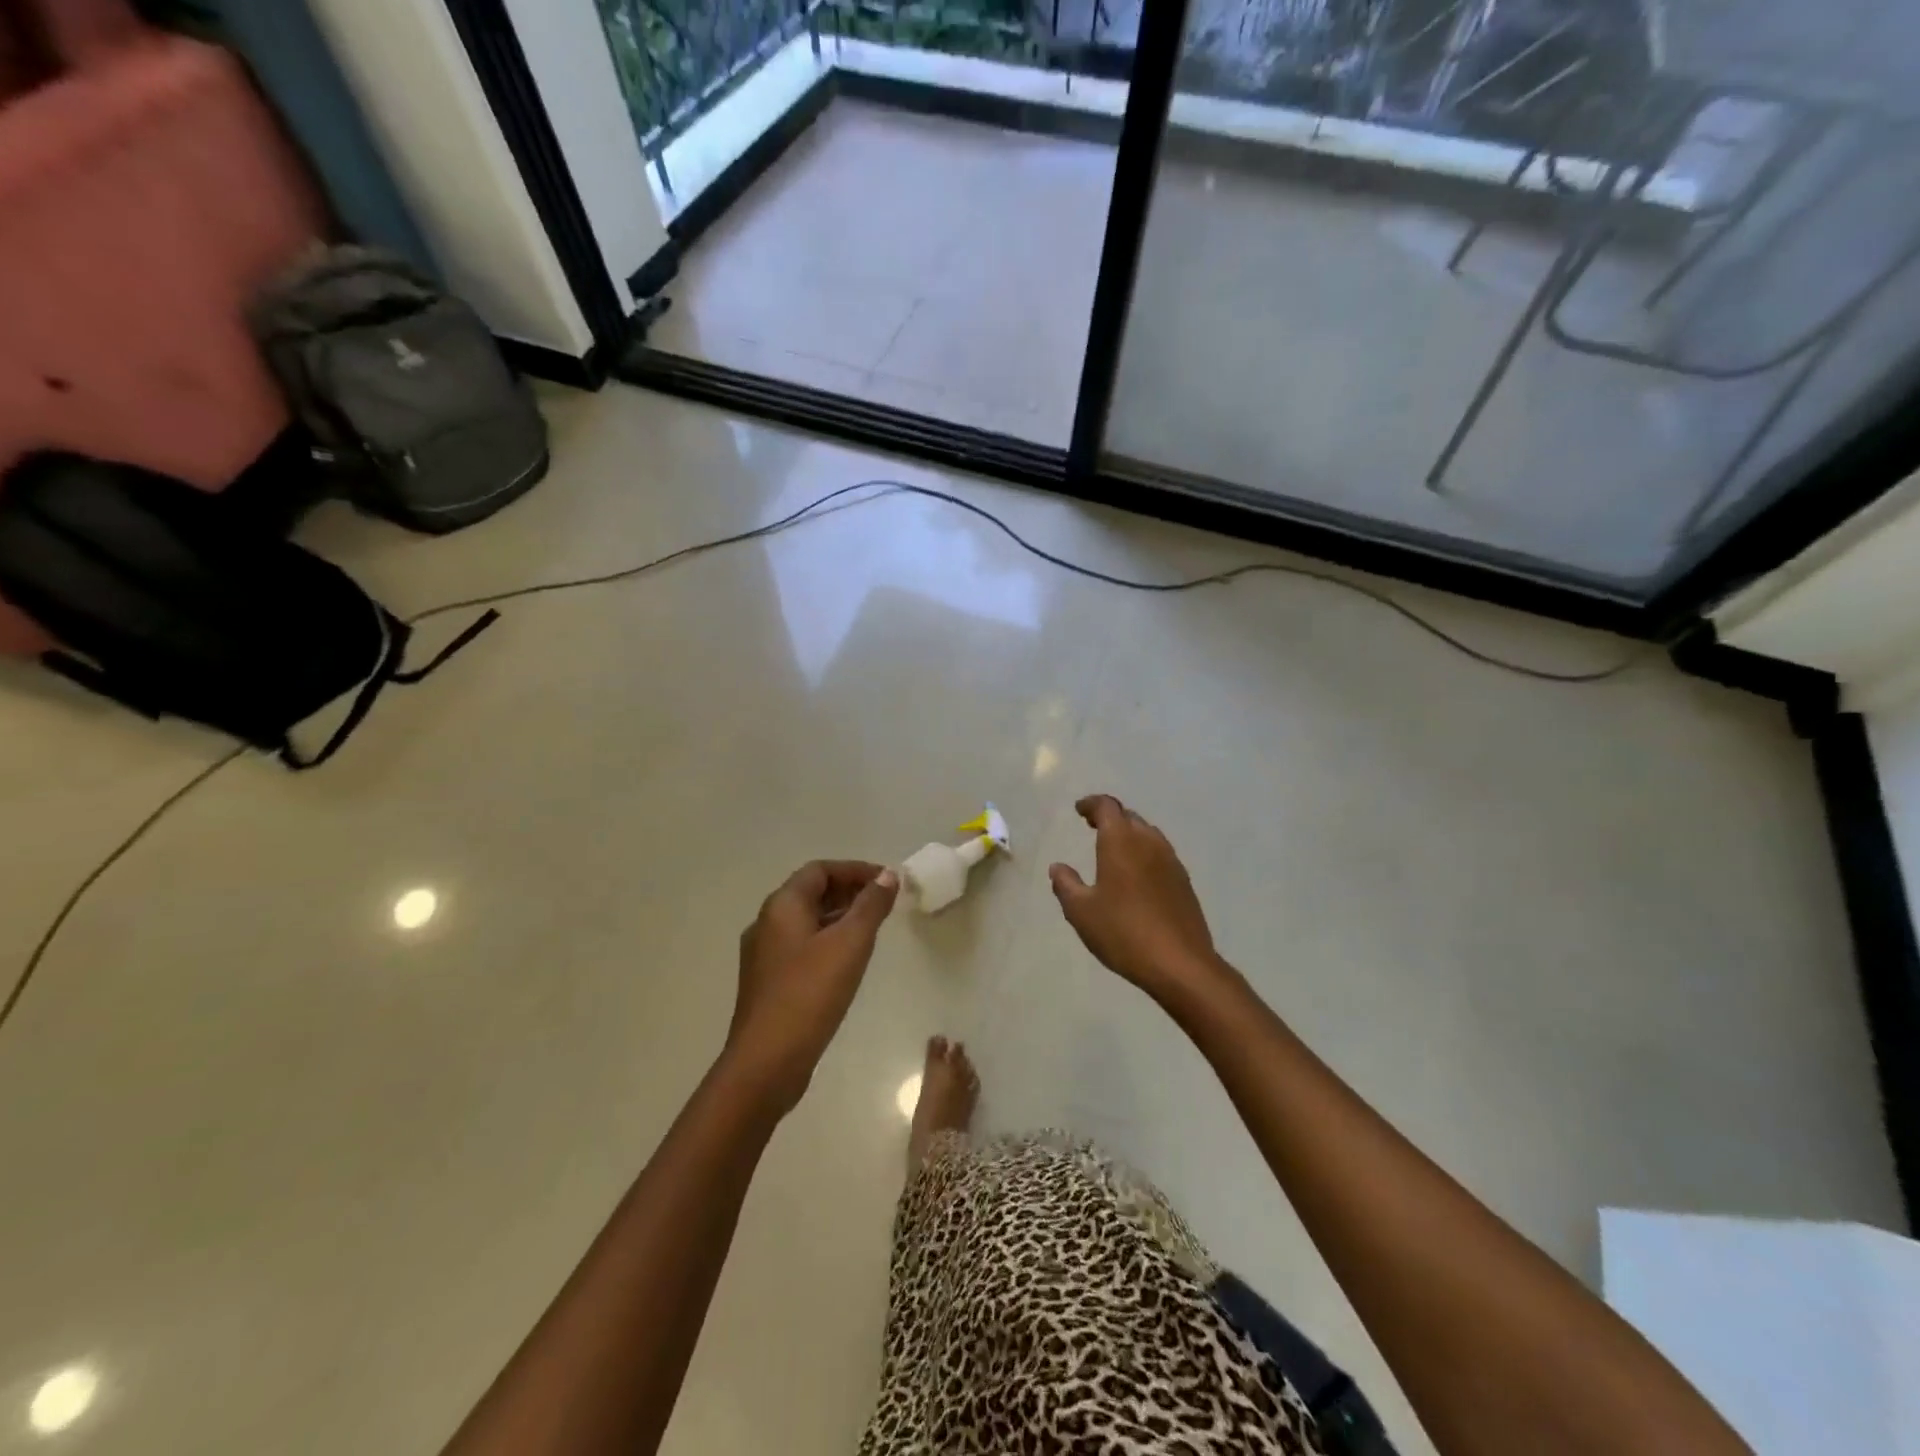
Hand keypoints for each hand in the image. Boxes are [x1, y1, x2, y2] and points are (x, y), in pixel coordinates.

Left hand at [725, 861, 898, 1115]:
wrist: (766, 1062)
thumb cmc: (809, 994)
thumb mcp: (849, 944)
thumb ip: (871, 906)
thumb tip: (888, 876)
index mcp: (781, 906)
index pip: (819, 870)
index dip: (855, 870)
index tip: (887, 881)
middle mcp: (767, 923)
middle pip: (811, 892)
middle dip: (849, 891)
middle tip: (884, 903)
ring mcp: (764, 955)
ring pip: (806, 921)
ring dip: (839, 917)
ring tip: (873, 929)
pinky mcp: (768, 982)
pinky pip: (802, 946)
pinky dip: (828, 941)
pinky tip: (849, 961)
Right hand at [1049, 795, 1224, 1006]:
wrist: (1180, 964)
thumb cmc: (1123, 932)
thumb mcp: (1081, 911)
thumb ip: (1066, 884)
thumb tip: (1058, 867)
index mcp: (1121, 841)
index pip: (1107, 807)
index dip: (1091, 804)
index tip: (1079, 810)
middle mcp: (1149, 842)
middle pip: (1129, 817)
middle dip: (1110, 818)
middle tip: (1092, 827)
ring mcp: (1171, 861)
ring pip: (1148, 834)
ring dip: (1129, 834)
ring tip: (1113, 850)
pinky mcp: (1184, 882)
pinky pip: (1160, 855)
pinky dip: (1144, 854)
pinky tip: (1136, 876)